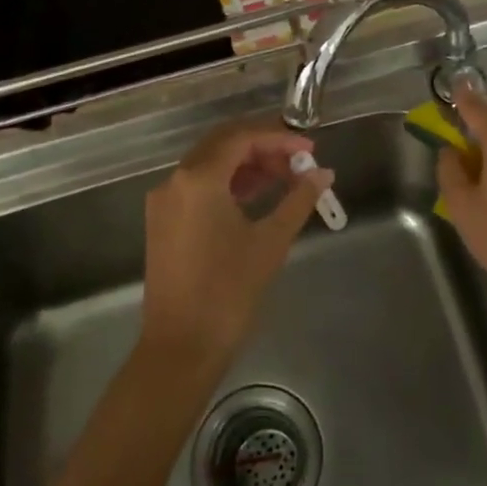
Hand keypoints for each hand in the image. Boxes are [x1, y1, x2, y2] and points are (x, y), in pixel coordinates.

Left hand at [141, 121, 332, 362]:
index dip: (279, 138)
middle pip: (223, 144)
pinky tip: (256, 196)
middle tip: (299, 162)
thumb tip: (323, 174)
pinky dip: (228, 183)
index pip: (242, 138)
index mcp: (198, 178)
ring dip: (246, 165)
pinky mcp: (163, 221)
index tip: (310, 150)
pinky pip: (198, 186)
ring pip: (210, 164)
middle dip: (263, 147)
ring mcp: (164, 201)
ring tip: (285, 179)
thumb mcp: (270, 241)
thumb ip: (298, 200)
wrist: (182, 347)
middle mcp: (175, 180)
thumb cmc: (229, 291)